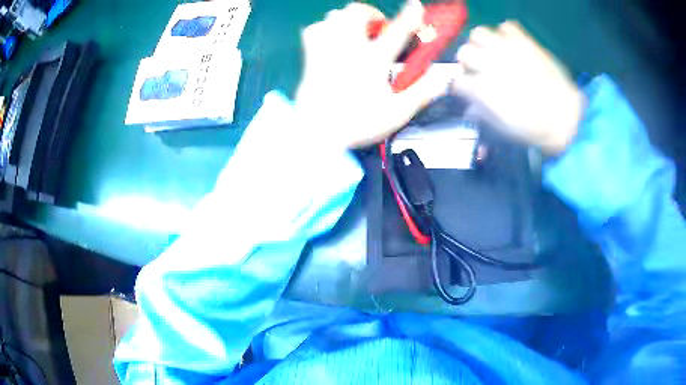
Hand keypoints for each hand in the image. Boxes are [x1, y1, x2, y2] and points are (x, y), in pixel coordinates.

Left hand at [295, 1, 450, 148]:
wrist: (318, 134)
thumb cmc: (359, 124)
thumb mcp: (398, 113)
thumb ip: (422, 92)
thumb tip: (441, 77)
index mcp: (374, 60)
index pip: (398, 30)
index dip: (410, 15)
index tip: (415, 5)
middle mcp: (349, 48)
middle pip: (357, 12)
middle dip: (371, 13)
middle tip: (378, 27)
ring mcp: (327, 50)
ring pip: (334, 16)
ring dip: (347, 19)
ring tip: (355, 32)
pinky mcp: (310, 57)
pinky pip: (314, 30)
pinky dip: (324, 29)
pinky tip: (331, 39)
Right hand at [454, 21, 585, 154]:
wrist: (566, 118)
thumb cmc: (534, 129)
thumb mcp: (504, 129)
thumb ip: (483, 114)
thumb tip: (470, 107)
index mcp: (482, 89)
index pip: (457, 81)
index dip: (460, 86)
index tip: (467, 90)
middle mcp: (490, 64)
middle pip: (463, 53)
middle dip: (467, 61)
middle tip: (479, 68)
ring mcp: (507, 49)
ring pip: (479, 32)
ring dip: (482, 42)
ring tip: (492, 51)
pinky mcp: (525, 41)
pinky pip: (507, 26)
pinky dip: (506, 33)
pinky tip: (511, 44)